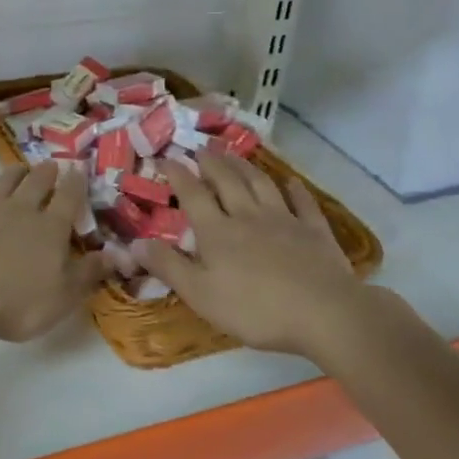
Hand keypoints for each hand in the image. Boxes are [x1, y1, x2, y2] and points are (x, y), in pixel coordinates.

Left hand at [0, 163, 106, 342]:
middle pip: (37, 183)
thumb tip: (112, 256)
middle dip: (46, 173)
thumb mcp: (62, 297)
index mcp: (51, 228)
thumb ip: (88, 274)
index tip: (79, 170)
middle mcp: (22, 210)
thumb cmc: (17, 302)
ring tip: (21, 167)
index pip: (69, 198)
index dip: (76, 183)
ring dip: (15, 172)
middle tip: (51, 165)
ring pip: (5, 181)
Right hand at [136, 150, 365, 359]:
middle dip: (211, 162)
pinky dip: (295, 189)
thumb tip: (134, 242)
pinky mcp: (314, 231)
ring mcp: (284, 220)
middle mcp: (248, 215)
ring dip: (245, 166)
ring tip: (234, 154)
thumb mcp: (200, 294)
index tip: (166, 157)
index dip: (178, 174)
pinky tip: (290, 181)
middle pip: (227, 181)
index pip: (193, 194)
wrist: (323, 312)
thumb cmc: (254, 309)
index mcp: (217, 231)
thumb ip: (168, 266)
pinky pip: (303, 203)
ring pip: (261, 184)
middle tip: (201, 146)